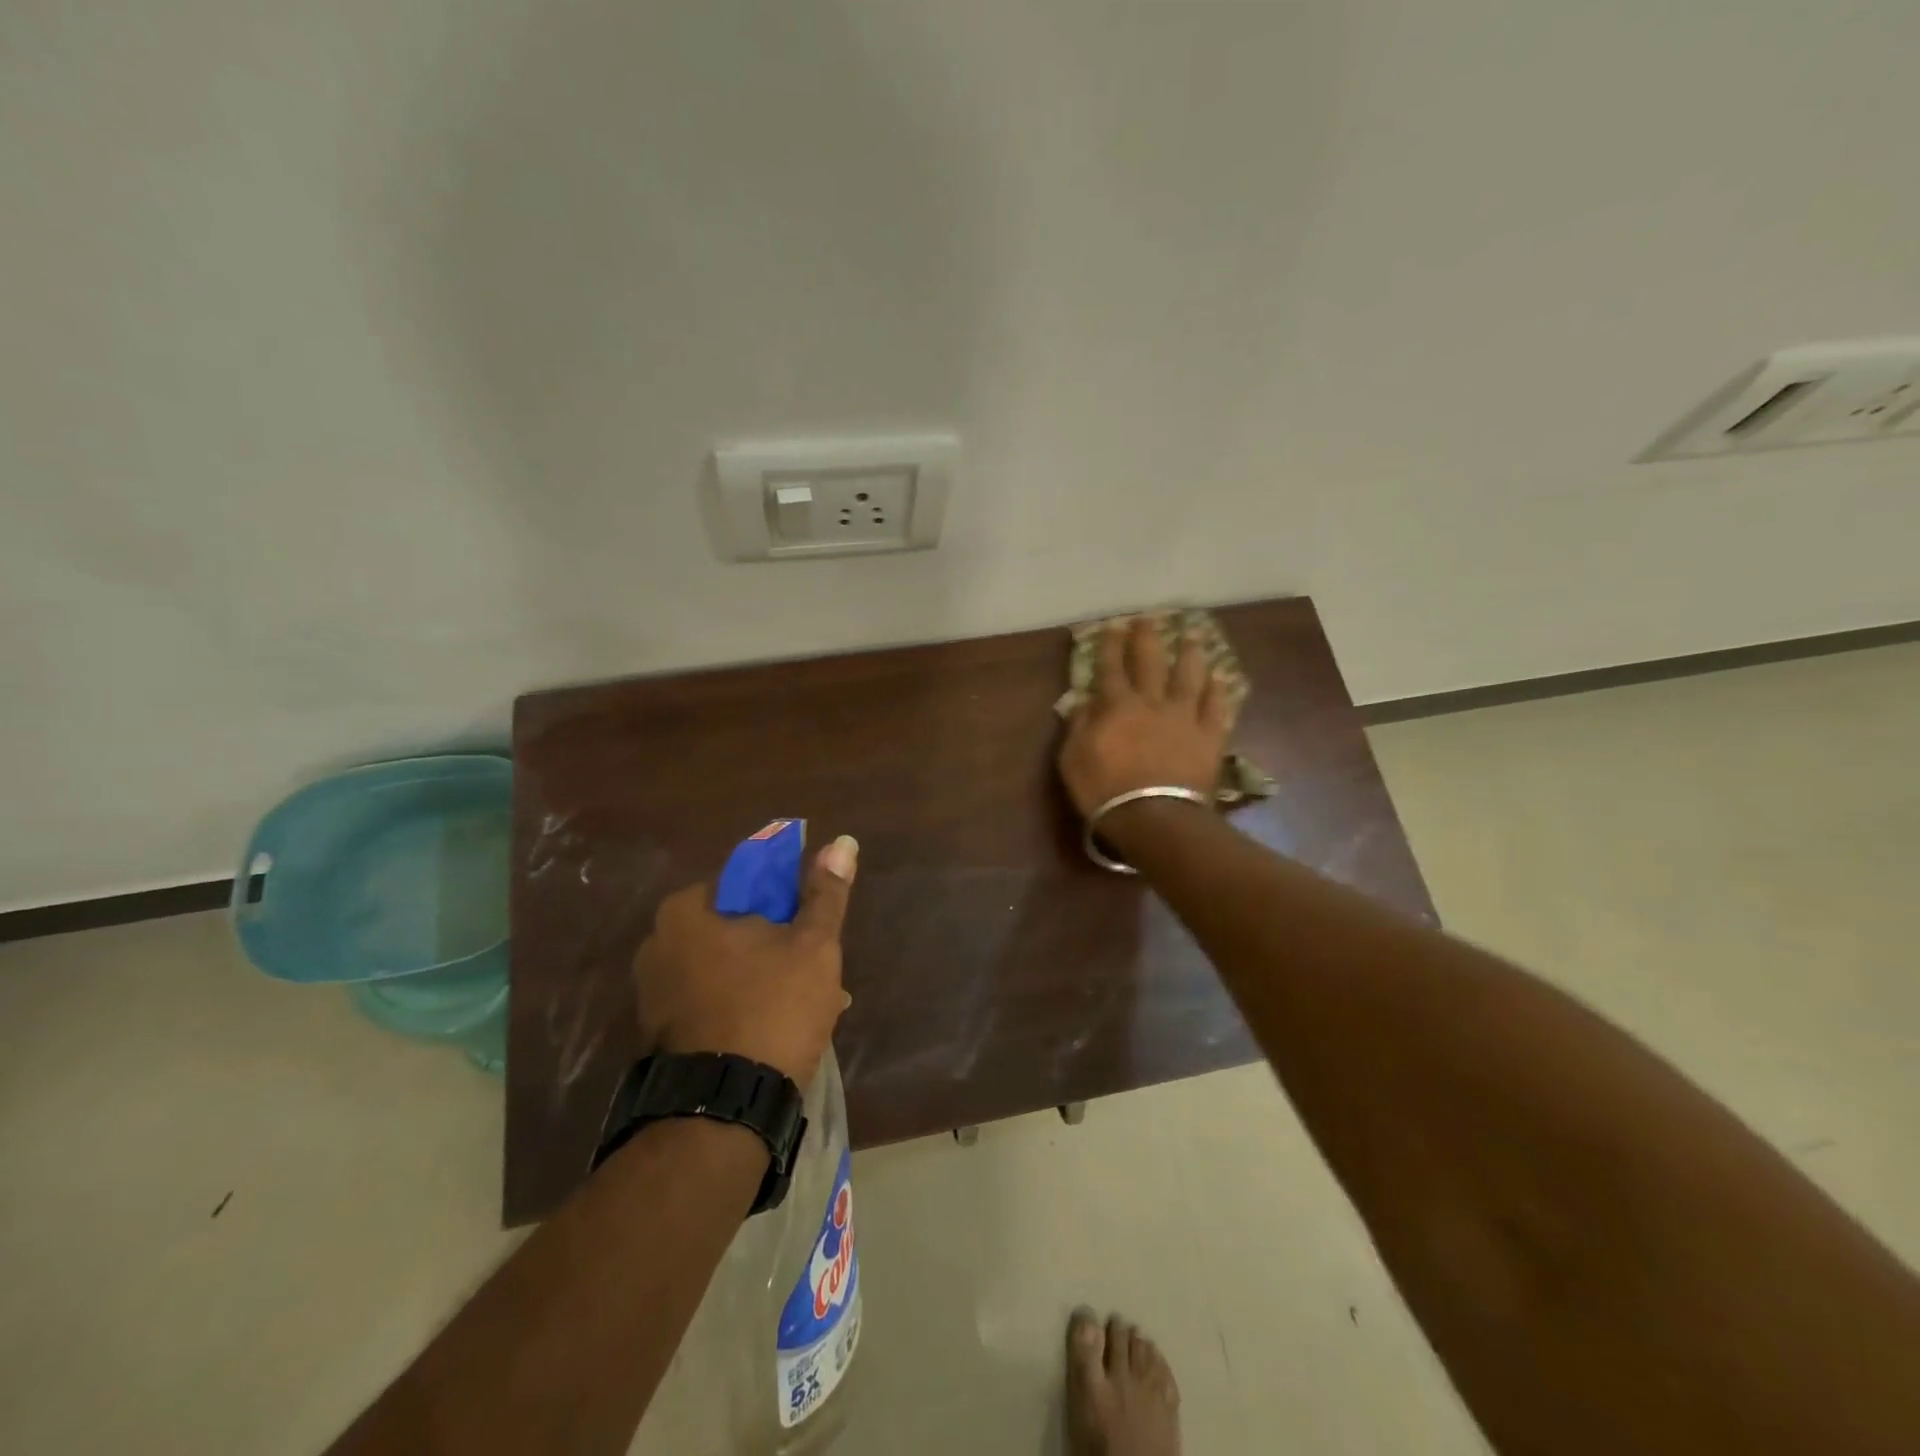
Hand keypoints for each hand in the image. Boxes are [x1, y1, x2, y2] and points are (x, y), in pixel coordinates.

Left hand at [632, 835, 858, 1087]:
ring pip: (728, 968)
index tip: (812, 929)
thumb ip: (826, 893)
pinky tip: (779, 1030)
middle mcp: (658, 944)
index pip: (747, 882)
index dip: (787, 901)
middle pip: (737, 928)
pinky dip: (744, 1006)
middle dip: (780, 946)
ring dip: (768, 978)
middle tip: (818, 973)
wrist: (724, 1110)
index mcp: (686, 911)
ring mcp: (653, 993)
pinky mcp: (659, 1033)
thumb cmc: (772, 1008)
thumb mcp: (813, 945)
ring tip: (811, 1008)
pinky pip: (712, 1001)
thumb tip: (843, 841)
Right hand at [1059, 617, 1230, 818]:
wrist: (1154, 817)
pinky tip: (1221, 678)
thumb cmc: (1105, 791)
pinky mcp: (1209, 736)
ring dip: (1190, 654)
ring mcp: (1184, 717)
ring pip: (1190, 676)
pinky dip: (1219, 691)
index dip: (1110, 645)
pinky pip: (1217, 707)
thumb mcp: (1072, 760)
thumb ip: (1078, 727)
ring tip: (1194, 636)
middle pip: (1150, 662)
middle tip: (1150, 618)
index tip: (1112, 626)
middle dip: (1148, 637)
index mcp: (1117, 706)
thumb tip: (1084, 702)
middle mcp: (1152, 702)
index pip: (1110, 667)